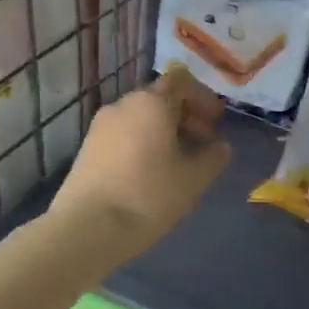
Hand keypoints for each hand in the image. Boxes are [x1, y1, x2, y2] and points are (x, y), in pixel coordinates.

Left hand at [49, 65, 230, 263]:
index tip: (216, 123)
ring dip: (164, 132)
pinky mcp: (88, 149)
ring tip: (179, 164)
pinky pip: (124, 135)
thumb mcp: (193, 179)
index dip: (203, 98)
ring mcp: (100, 126)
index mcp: (151, 103)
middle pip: (160, 99)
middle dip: (186, 117)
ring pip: (140, 118)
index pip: (181, 81)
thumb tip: (221, 146)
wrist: (88, 228)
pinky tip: (151, 175)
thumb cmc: (148, 196)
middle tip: (203, 145)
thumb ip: (213, 157)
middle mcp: (122, 105)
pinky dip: (143, 144)